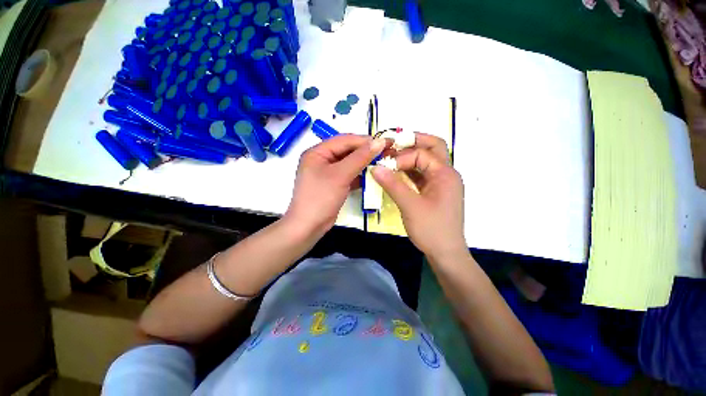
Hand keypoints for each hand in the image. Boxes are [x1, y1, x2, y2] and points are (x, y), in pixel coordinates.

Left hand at [285, 134, 386, 237]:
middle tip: (387, 151)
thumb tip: (379, 141)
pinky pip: (349, 175)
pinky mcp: (334, 184)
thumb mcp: (340, 175)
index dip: (365, 140)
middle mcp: (322, 159)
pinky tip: (373, 175)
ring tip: (383, 161)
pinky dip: (360, 175)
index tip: (386, 141)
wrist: (309, 227)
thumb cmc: (321, 197)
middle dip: (366, 151)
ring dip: (365, 163)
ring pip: (350, 163)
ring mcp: (328, 173)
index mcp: (318, 152)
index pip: (345, 140)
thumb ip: (360, 157)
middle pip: (347, 151)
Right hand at [372, 133, 465, 257]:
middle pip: (432, 148)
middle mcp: (446, 174)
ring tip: (392, 158)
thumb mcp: (410, 205)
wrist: (446, 253)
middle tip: (393, 144)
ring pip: (427, 161)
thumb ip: (392, 184)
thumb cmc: (431, 229)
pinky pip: (423, 175)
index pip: (422, 154)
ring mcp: (442, 183)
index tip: (385, 167)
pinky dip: (411, 171)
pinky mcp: (436, 192)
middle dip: (413, 143)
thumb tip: (375, 167)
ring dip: (410, 157)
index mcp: (445, 174)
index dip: (402, 157)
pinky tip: (397, 174)